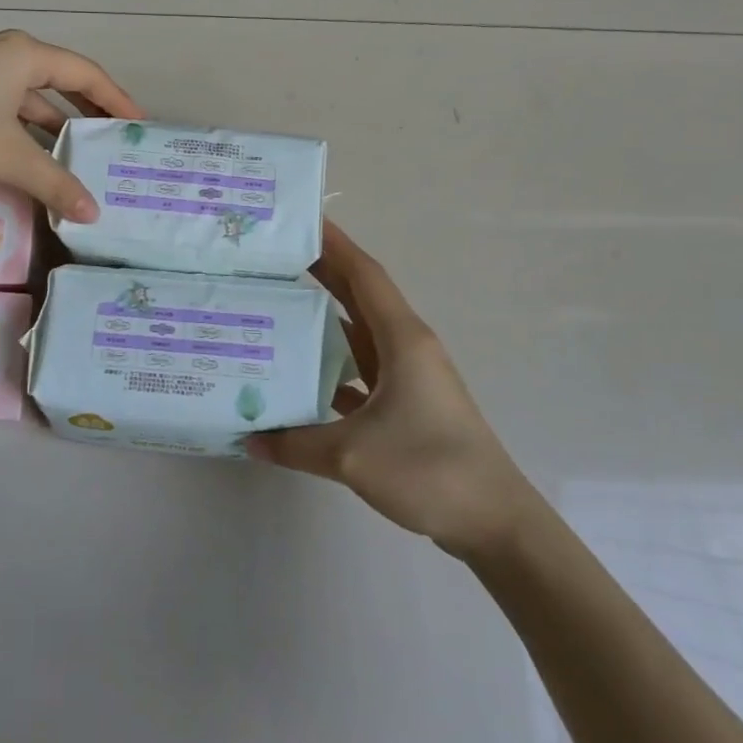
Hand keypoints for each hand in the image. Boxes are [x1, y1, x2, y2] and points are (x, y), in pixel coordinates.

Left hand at [0, 30, 143, 222]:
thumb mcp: (10, 157)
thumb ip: (55, 184)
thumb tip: (92, 214)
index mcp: (24, 56)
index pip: (86, 73)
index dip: (116, 99)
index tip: (139, 124)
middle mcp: (2, 58)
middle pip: (58, 83)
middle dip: (86, 113)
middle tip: (111, 141)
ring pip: (27, 102)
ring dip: (52, 130)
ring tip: (77, 159)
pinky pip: (4, 115)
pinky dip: (22, 137)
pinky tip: (30, 164)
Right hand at [249, 222, 533, 560]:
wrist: (493, 521)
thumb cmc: (429, 469)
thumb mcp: (352, 455)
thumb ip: (295, 444)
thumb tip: (250, 439)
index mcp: (402, 339)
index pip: (364, 275)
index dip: (334, 244)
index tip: (301, 221)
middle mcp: (406, 348)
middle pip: (358, 298)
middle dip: (321, 273)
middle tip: (273, 259)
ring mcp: (408, 378)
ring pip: (358, 336)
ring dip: (322, 321)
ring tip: (275, 309)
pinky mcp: (407, 406)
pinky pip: (361, 373)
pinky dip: (331, 369)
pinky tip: (298, 378)